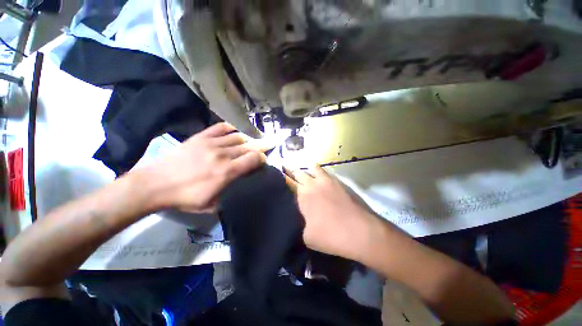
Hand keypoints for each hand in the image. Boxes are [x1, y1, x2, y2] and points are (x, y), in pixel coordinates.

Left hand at [138, 123, 267, 212]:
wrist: (156, 184)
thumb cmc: (186, 197)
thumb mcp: (212, 203)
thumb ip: (230, 191)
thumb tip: (240, 181)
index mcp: (227, 171)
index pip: (254, 158)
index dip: (262, 158)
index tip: (262, 161)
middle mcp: (223, 155)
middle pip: (248, 147)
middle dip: (258, 148)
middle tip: (261, 150)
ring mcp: (211, 143)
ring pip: (237, 137)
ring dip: (246, 140)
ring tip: (247, 144)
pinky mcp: (201, 137)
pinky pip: (221, 128)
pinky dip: (231, 129)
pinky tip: (233, 133)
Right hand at [286, 166, 386, 261]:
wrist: (360, 231)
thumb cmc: (331, 236)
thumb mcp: (306, 237)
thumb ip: (297, 224)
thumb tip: (293, 218)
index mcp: (302, 196)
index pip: (287, 183)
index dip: (280, 178)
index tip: (274, 174)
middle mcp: (312, 184)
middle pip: (297, 172)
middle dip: (288, 169)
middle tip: (282, 166)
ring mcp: (326, 181)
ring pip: (310, 168)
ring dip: (303, 168)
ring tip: (298, 167)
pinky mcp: (337, 182)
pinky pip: (323, 171)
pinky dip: (316, 170)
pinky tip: (315, 172)